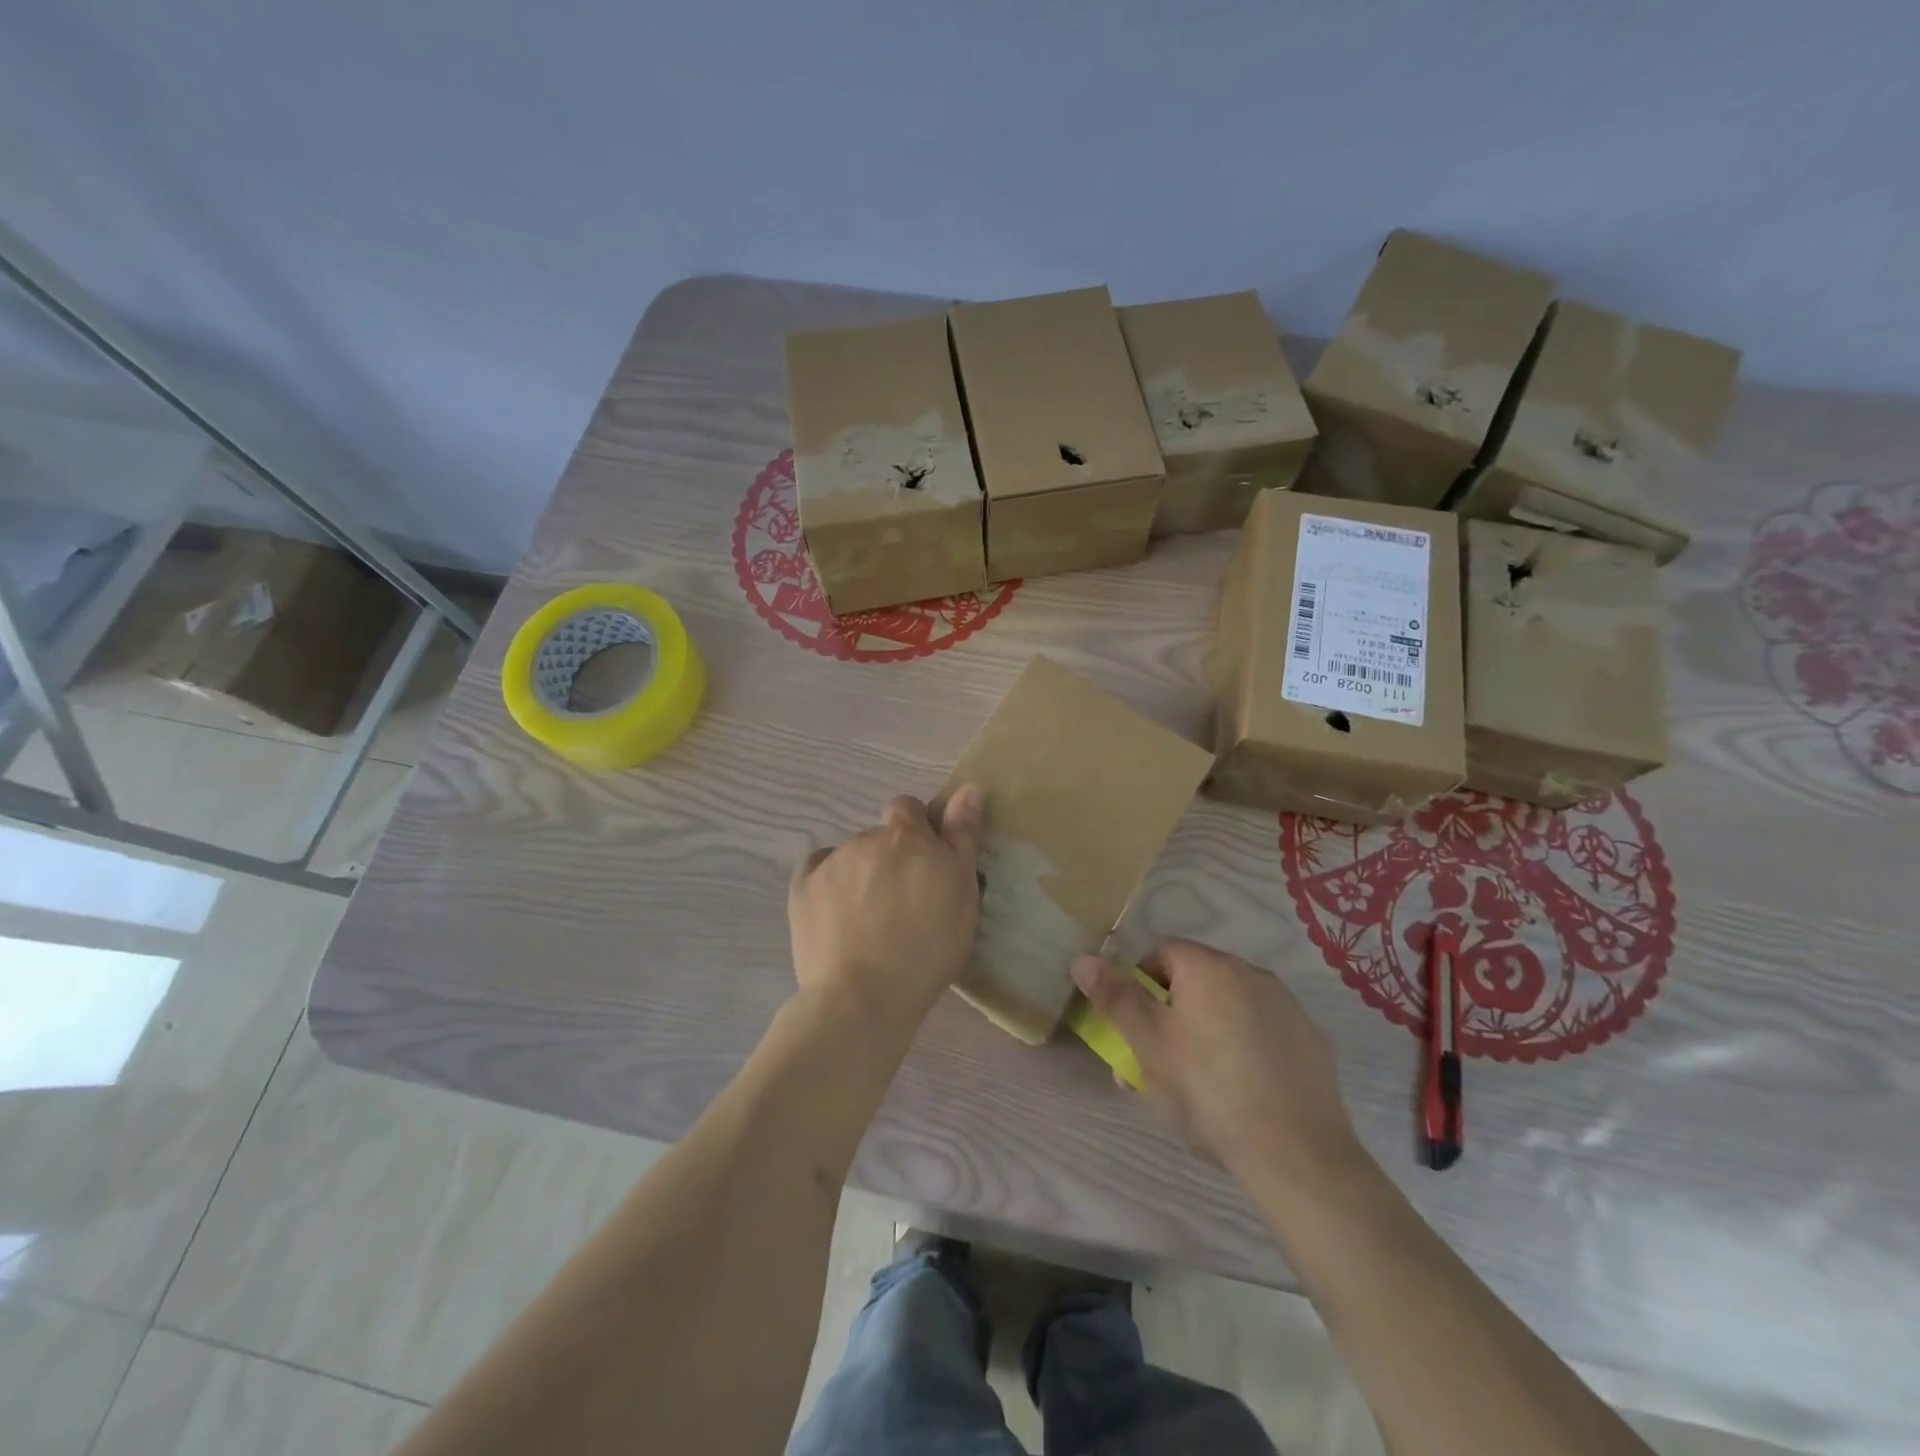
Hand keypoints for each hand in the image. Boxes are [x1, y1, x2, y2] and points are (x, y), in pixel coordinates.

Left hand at [789, 787, 984, 1035]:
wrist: (864, 996)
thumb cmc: (927, 946)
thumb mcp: (962, 890)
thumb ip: (963, 836)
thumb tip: (968, 788)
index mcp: (906, 836)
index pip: (909, 808)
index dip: (917, 830)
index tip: (926, 864)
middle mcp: (866, 839)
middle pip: (880, 837)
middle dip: (891, 858)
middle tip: (903, 902)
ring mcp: (830, 863)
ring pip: (850, 857)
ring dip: (862, 875)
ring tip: (870, 921)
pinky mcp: (802, 889)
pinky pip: (816, 872)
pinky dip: (827, 885)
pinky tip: (836, 914)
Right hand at [1071, 940, 1362, 1187]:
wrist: (1296, 1155)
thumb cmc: (1208, 1090)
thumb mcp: (1148, 1044)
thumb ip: (1115, 997)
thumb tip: (1082, 959)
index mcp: (1209, 967)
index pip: (1161, 954)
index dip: (1139, 986)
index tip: (1136, 1029)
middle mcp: (1251, 973)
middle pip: (1195, 981)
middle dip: (1171, 1015)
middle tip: (1159, 1064)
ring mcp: (1287, 1006)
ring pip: (1229, 1007)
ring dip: (1207, 1030)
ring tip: (1198, 1084)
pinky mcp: (1310, 1041)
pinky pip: (1262, 1031)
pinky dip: (1245, 1047)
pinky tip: (1242, 1090)